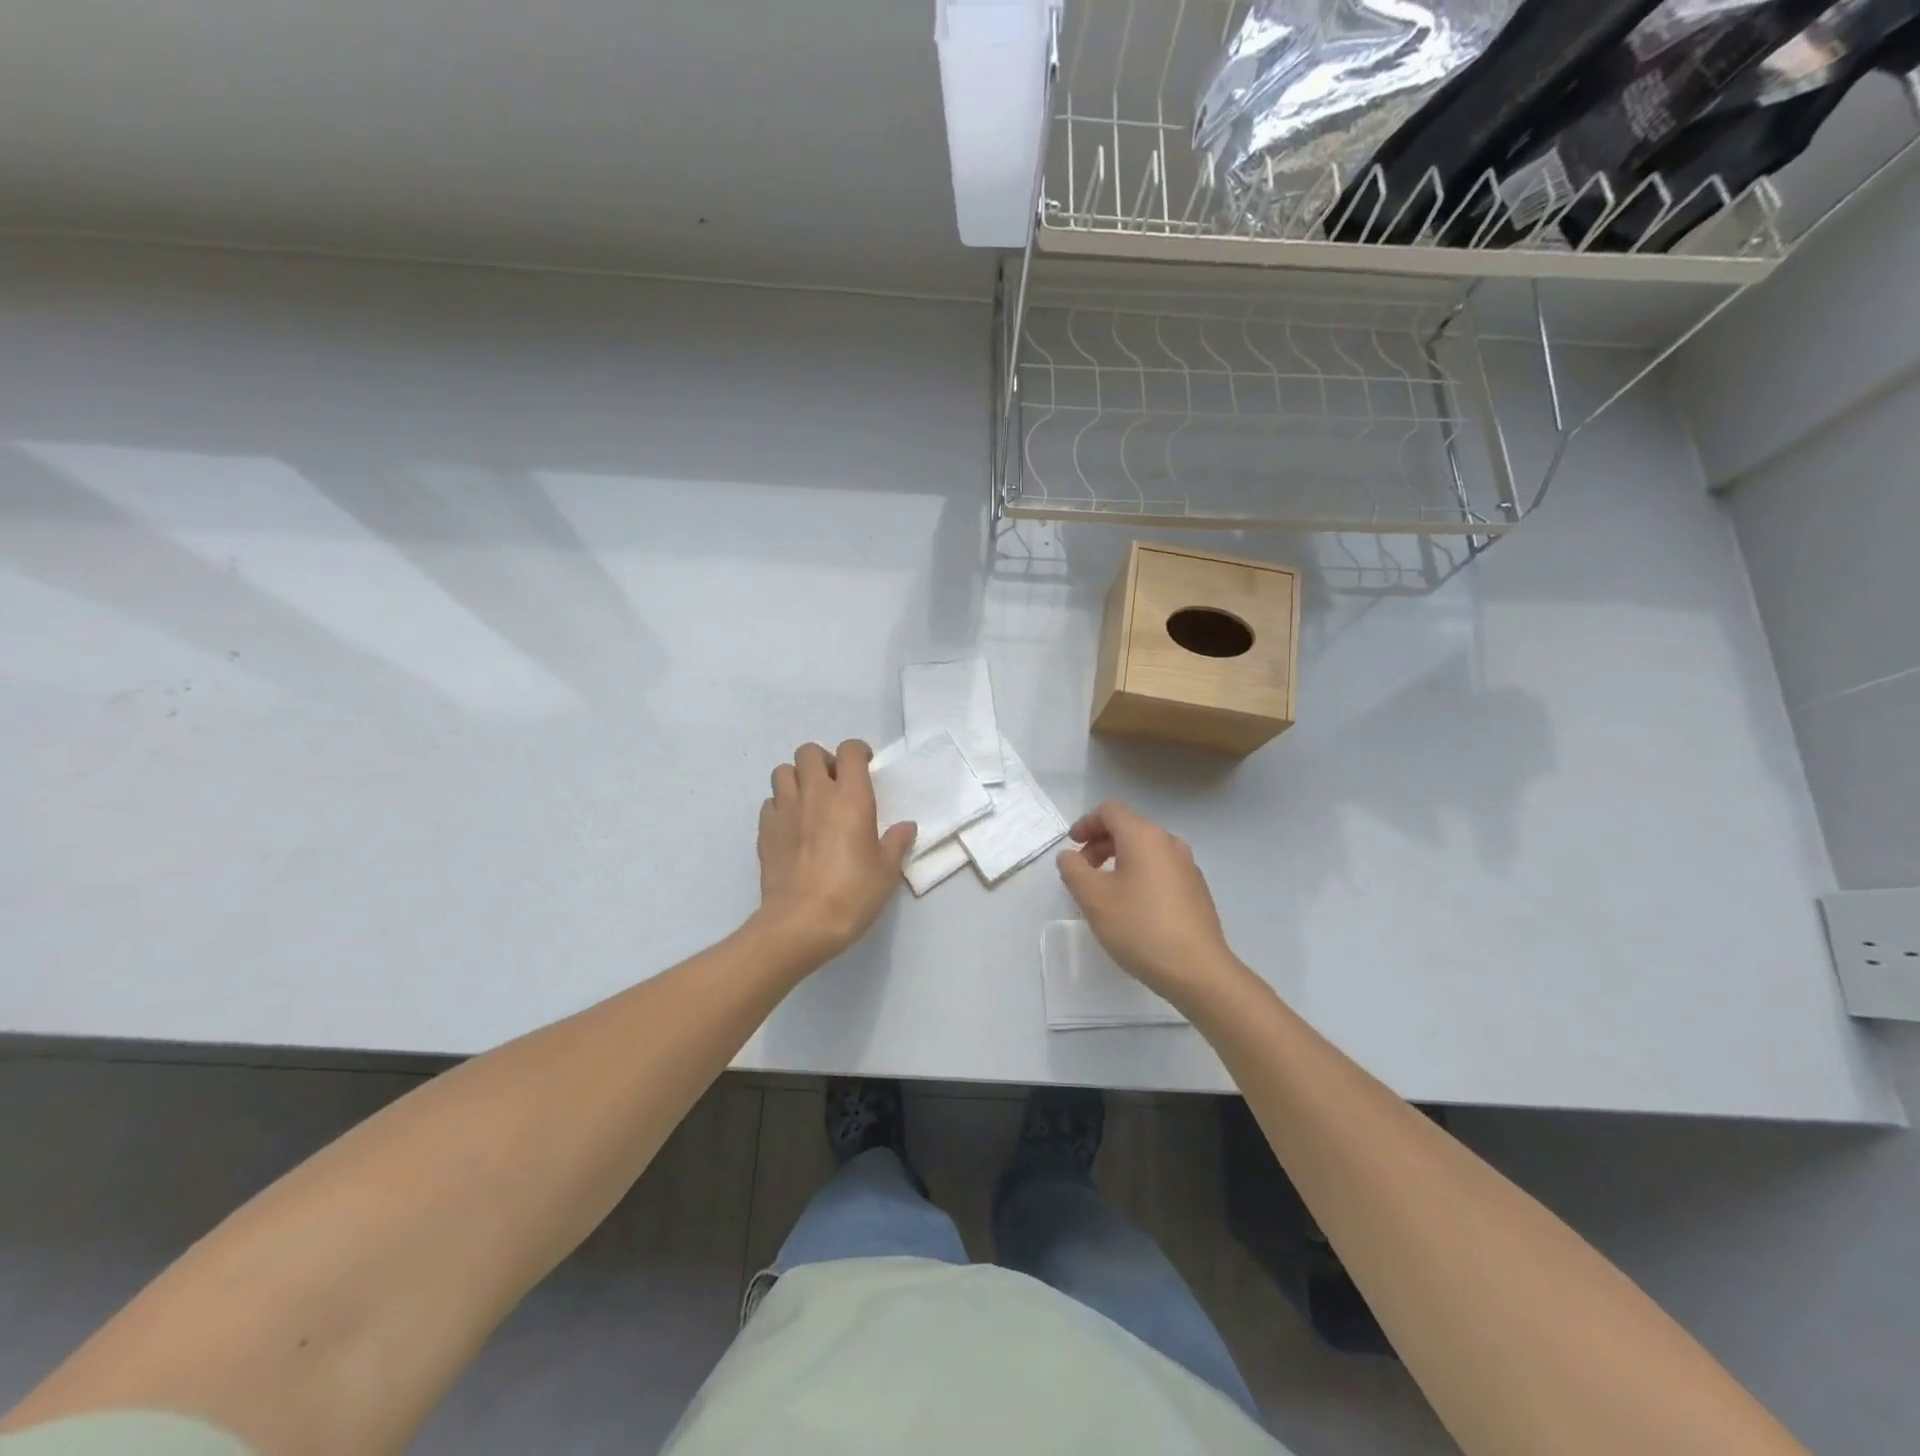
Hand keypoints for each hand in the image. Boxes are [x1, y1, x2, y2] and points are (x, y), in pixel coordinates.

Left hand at [756, 740, 915, 963]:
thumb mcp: (886, 870)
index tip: (865, 765)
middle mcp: (815, 793)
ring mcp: (785, 810)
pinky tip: (792, 825)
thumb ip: (896, 842)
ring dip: (797, 778)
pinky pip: (770, 802)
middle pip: (809, 752)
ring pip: (783, 771)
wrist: (802, 922)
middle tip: (834, 782)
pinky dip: (780, 805)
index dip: (857, 752)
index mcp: (850, 797)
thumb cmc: (853, 893)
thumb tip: (905, 827)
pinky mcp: (765, 830)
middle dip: (822, 760)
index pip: (849, 751)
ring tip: (809, 800)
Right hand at [1055, 801, 1242, 1005]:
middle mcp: (1169, 843)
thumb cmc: (1139, 927)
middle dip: (1100, 843)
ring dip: (1119, 860)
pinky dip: (1139, 874)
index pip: (1111, 811)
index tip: (1072, 846)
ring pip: (1146, 850)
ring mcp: (1187, 866)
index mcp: (1144, 837)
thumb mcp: (1093, 898)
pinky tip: (1132, 906)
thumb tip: (1069, 855)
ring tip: (1104, 890)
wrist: (1197, 970)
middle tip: (1082, 870)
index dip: (1086, 823)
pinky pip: (1160, 869)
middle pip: (1129, 828)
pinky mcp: (1196, 889)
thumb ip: (1073, 870)